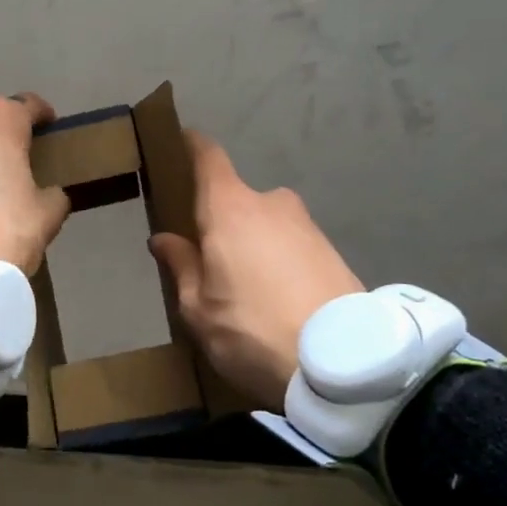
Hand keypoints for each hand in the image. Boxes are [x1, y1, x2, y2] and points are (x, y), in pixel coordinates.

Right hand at [149, 131, 364, 408]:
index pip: (208, 158)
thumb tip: (162, 238)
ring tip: (249, 294)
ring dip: (255, 246)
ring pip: (267, 225)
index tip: (183, 141)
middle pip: (237, 201)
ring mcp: (307, 225)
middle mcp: (269, 204)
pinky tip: (280, 302)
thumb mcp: (198, 308)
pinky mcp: (334, 251)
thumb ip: (180, 266)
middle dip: (222, 223)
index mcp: (228, 209)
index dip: (194, 146)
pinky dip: (282, 263)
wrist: (344, 364)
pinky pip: (293, 246)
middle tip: (212, 262)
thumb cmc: (252, 329)